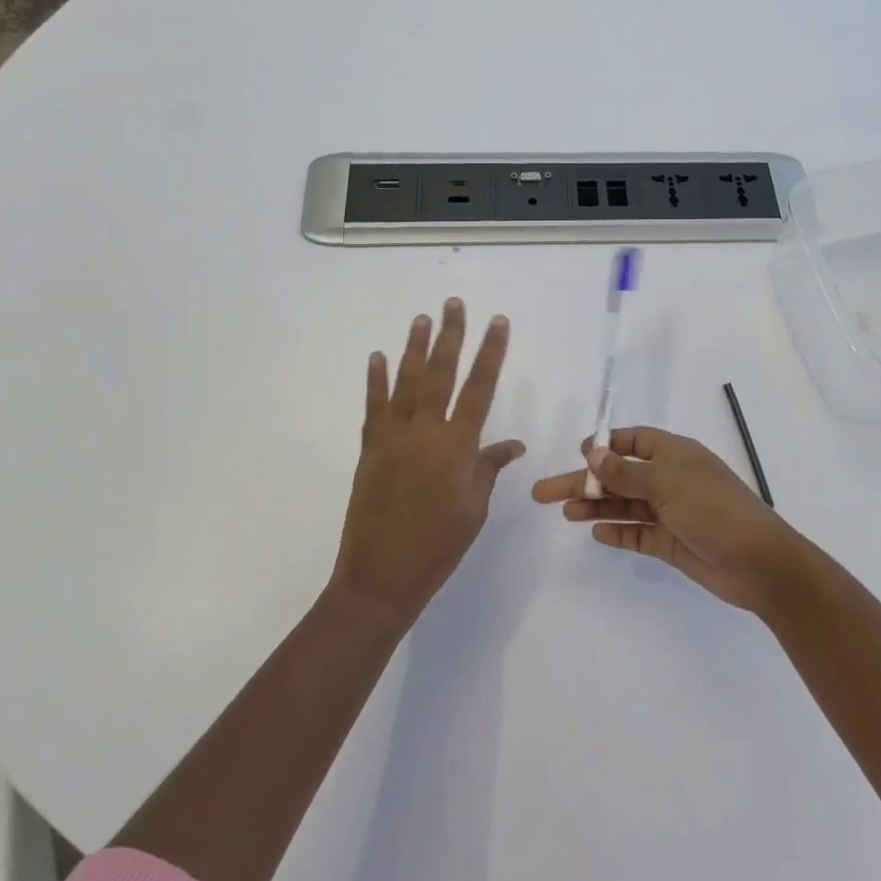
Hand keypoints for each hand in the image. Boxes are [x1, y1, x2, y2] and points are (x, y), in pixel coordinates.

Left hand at [331, 299, 524, 627]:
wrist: (381, 576)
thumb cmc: (439, 545)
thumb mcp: (474, 508)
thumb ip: (488, 467)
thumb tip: (511, 444)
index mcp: (457, 445)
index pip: (480, 387)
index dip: (491, 352)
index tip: (498, 322)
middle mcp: (425, 431)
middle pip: (440, 373)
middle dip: (450, 335)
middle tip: (453, 304)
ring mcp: (393, 437)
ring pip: (406, 382)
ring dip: (414, 348)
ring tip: (421, 319)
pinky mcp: (370, 449)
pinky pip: (374, 407)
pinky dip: (375, 381)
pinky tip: (377, 357)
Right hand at [531, 426, 804, 613]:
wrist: (758, 562)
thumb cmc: (712, 509)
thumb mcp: (667, 482)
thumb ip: (626, 471)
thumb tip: (593, 453)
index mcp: (674, 454)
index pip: (634, 441)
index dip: (605, 445)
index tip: (578, 454)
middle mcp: (670, 479)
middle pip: (619, 475)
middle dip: (585, 481)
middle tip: (544, 492)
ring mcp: (671, 512)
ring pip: (624, 505)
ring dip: (595, 506)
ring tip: (564, 513)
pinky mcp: (671, 543)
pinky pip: (637, 534)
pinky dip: (618, 532)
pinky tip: (596, 532)